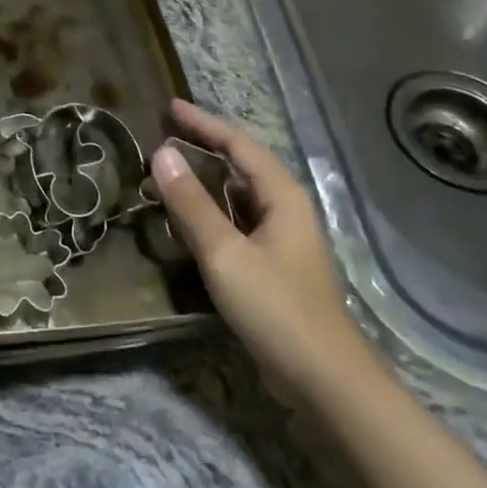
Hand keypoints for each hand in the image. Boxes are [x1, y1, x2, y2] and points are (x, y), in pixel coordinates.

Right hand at [151, 99, 368, 392]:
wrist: (325, 380)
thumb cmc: (276, 308)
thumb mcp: (224, 253)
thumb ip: (191, 203)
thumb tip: (161, 153)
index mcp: (280, 195)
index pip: (237, 143)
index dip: (203, 123)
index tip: (170, 107)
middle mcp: (285, 208)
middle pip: (242, 162)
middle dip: (206, 142)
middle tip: (167, 130)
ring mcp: (283, 238)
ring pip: (240, 192)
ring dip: (208, 175)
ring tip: (174, 165)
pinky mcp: (275, 264)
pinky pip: (239, 219)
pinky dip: (213, 206)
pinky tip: (193, 216)